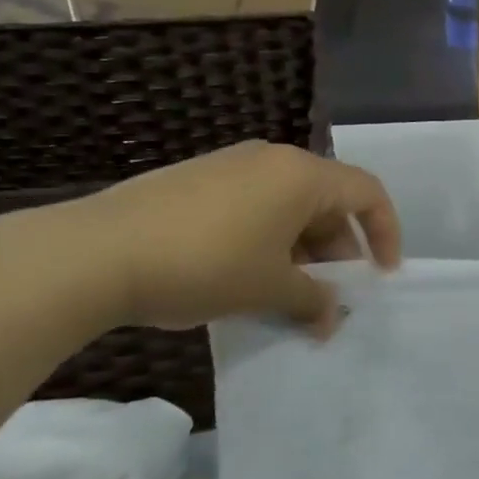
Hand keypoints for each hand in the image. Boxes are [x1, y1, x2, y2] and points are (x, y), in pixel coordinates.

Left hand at [60, 141, 401, 334]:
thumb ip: (313, 301)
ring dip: (301, 250)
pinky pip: (253, 206)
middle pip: (328, 201)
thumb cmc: (204, 265)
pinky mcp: (196, 180)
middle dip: (338, 250)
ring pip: (288, 206)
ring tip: (288, 294)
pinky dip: (267, 239)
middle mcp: (273, 160)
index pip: (368, 193)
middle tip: (331, 295)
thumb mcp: (269, 289)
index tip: (382, 275)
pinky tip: (246, 277)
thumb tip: (331, 318)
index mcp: (302, 175)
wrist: (93, 253)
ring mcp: (231, 166)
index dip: (385, 233)